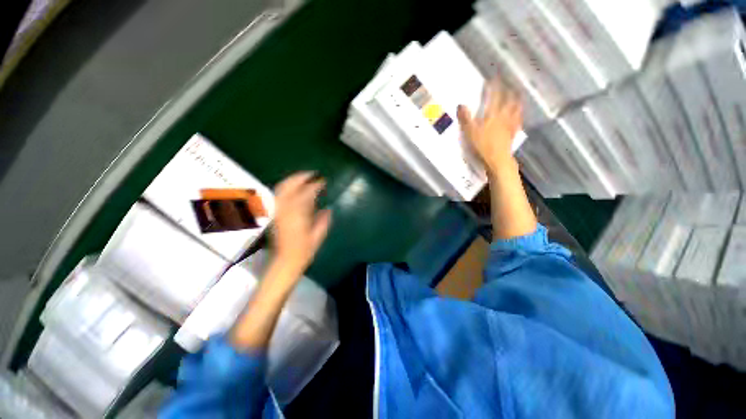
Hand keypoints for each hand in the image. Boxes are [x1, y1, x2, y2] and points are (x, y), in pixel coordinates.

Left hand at [271, 172, 331, 276]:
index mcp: (298, 215)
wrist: (286, 261)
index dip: (315, 186)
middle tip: (311, 174)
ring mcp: (278, 211)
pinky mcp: (276, 215)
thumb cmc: (305, 250)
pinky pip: (280, 196)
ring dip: (292, 181)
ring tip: (303, 178)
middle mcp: (285, 210)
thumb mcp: (318, 236)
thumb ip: (323, 220)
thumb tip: (328, 209)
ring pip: (282, 189)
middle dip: (300, 177)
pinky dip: (287, 188)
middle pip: (289, 187)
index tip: (323, 181)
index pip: (306, 194)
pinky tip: (295, 190)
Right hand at [457, 81, 522, 173]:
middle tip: (507, 84)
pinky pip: (518, 120)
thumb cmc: (482, 145)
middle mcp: (504, 115)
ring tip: (516, 95)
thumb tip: (460, 105)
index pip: (494, 96)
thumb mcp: (470, 132)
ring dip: (516, 100)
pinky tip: (519, 114)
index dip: (493, 86)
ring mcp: (510, 124)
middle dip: (507, 90)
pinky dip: (519, 114)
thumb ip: (465, 118)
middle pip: (508, 99)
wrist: (497, 159)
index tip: (492, 78)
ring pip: (516, 108)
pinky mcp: (513, 132)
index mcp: (493, 114)